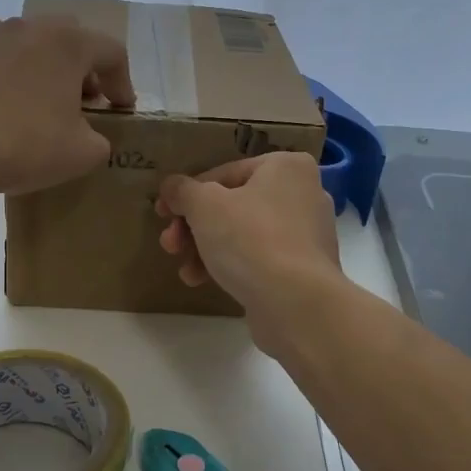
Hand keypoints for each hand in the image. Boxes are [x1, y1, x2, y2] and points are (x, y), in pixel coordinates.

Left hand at [0, 14, 134, 194]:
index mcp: (65, 44)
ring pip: (14, 42)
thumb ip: (98, 141)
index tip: (121, 109)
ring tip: (29, 100)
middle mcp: (23, 28)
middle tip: (80, 99)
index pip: (110, 51)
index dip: (122, 81)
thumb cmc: (25, 145)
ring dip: (29, 65)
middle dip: (77, 67)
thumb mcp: (81, 154)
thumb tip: (91, 138)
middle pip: (63, 37)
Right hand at [155, 153, 341, 352]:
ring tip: (185, 270)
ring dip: (205, 249)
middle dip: (194, 227)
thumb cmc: (250, 239)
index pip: (225, 173)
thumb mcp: (204, 206)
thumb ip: (183, 191)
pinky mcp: (303, 270)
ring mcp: (307, 235)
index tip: (163, 213)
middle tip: (170, 245)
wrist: (296, 303)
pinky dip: (230, 266)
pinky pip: (258, 259)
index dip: (188, 193)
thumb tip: (171, 186)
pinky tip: (203, 281)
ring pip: (243, 234)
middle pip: (233, 206)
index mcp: (286, 167)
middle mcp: (303, 194)